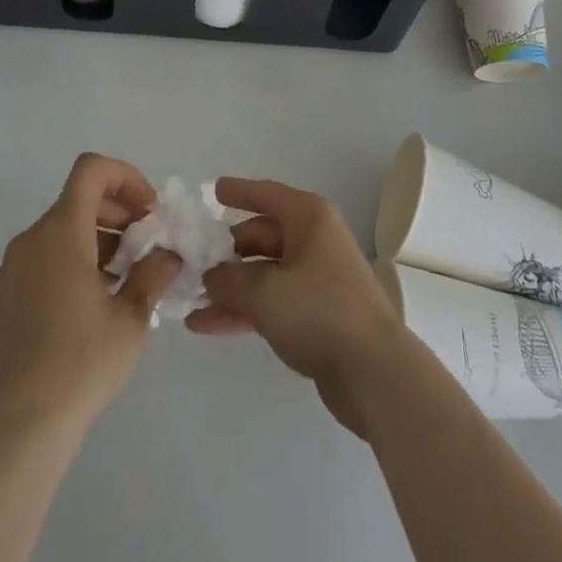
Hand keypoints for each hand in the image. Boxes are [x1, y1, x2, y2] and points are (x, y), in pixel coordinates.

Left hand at [0, 153, 181, 447]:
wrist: (17, 434)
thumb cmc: (81, 366)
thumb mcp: (131, 318)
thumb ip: (152, 274)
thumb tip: (165, 255)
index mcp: (61, 232)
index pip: (92, 169)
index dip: (126, 177)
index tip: (148, 212)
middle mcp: (30, 239)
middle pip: (78, 198)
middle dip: (117, 211)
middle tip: (145, 245)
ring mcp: (11, 269)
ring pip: (61, 229)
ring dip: (97, 237)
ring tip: (124, 278)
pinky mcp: (2, 298)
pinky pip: (42, 257)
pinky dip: (72, 260)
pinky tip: (91, 303)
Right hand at [186, 177, 403, 435]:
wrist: (373, 371)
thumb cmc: (319, 311)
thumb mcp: (265, 292)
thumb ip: (229, 281)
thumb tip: (211, 276)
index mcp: (308, 218)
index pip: (266, 194)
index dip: (238, 191)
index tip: (212, 190)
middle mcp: (313, 240)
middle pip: (261, 236)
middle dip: (225, 252)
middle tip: (189, 262)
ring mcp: (315, 278)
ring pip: (262, 274)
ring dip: (228, 287)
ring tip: (188, 300)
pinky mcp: (314, 315)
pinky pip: (270, 302)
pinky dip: (242, 310)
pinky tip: (205, 325)